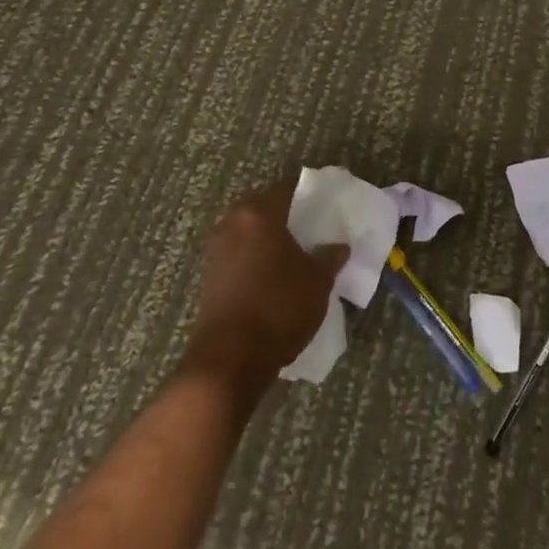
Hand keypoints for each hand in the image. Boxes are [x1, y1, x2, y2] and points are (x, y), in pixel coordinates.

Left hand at [185, 182, 347, 390]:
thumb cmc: (278, 307)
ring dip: (270, 238)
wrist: (229, 360)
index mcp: (258, 213)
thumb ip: (330, 257)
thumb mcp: (318, 281)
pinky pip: (240, 254)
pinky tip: (275, 275)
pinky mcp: (210, 277)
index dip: (310, 193)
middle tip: (314, 228)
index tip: (328, 203)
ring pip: (250, 232)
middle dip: (288, 215)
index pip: (288, 187)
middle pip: (265, 207)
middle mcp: (232, 223)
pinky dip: (256, 258)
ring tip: (296, 253)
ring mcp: (216, 250)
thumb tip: (338, 246)